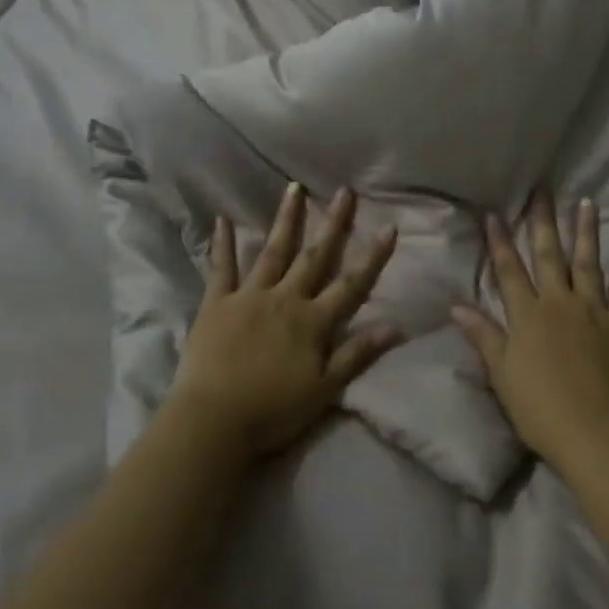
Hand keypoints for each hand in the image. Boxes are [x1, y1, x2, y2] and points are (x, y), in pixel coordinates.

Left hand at [168, 183, 401, 459]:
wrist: (213, 420)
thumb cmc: (273, 410)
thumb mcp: (324, 389)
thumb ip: (357, 354)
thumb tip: (396, 327)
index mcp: (313, 321)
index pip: (352, 284)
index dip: (373, 257)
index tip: (389, 227)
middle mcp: (284, 299)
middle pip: (314, 256)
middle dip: (333, 223)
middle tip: (345, 191)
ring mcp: (248, 297)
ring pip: (272, 251)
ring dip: (285, 220)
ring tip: (294, 188)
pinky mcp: (216, 304)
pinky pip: (220, 268)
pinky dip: (222, 244)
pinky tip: (222, 219)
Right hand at [451, 191, 608, 472]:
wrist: (595, 435)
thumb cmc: (540, 409)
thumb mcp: (502, 374)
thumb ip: (483, 336)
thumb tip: (456, 306)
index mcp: (528, 315)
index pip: (509, 270)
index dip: (500, 241)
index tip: (494, 213)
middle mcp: (561, 304)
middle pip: (550, 256)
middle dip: (544, 222)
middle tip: (544, 191)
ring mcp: (595, 313)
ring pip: (589, 265)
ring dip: (587, 233)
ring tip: (588, 203)